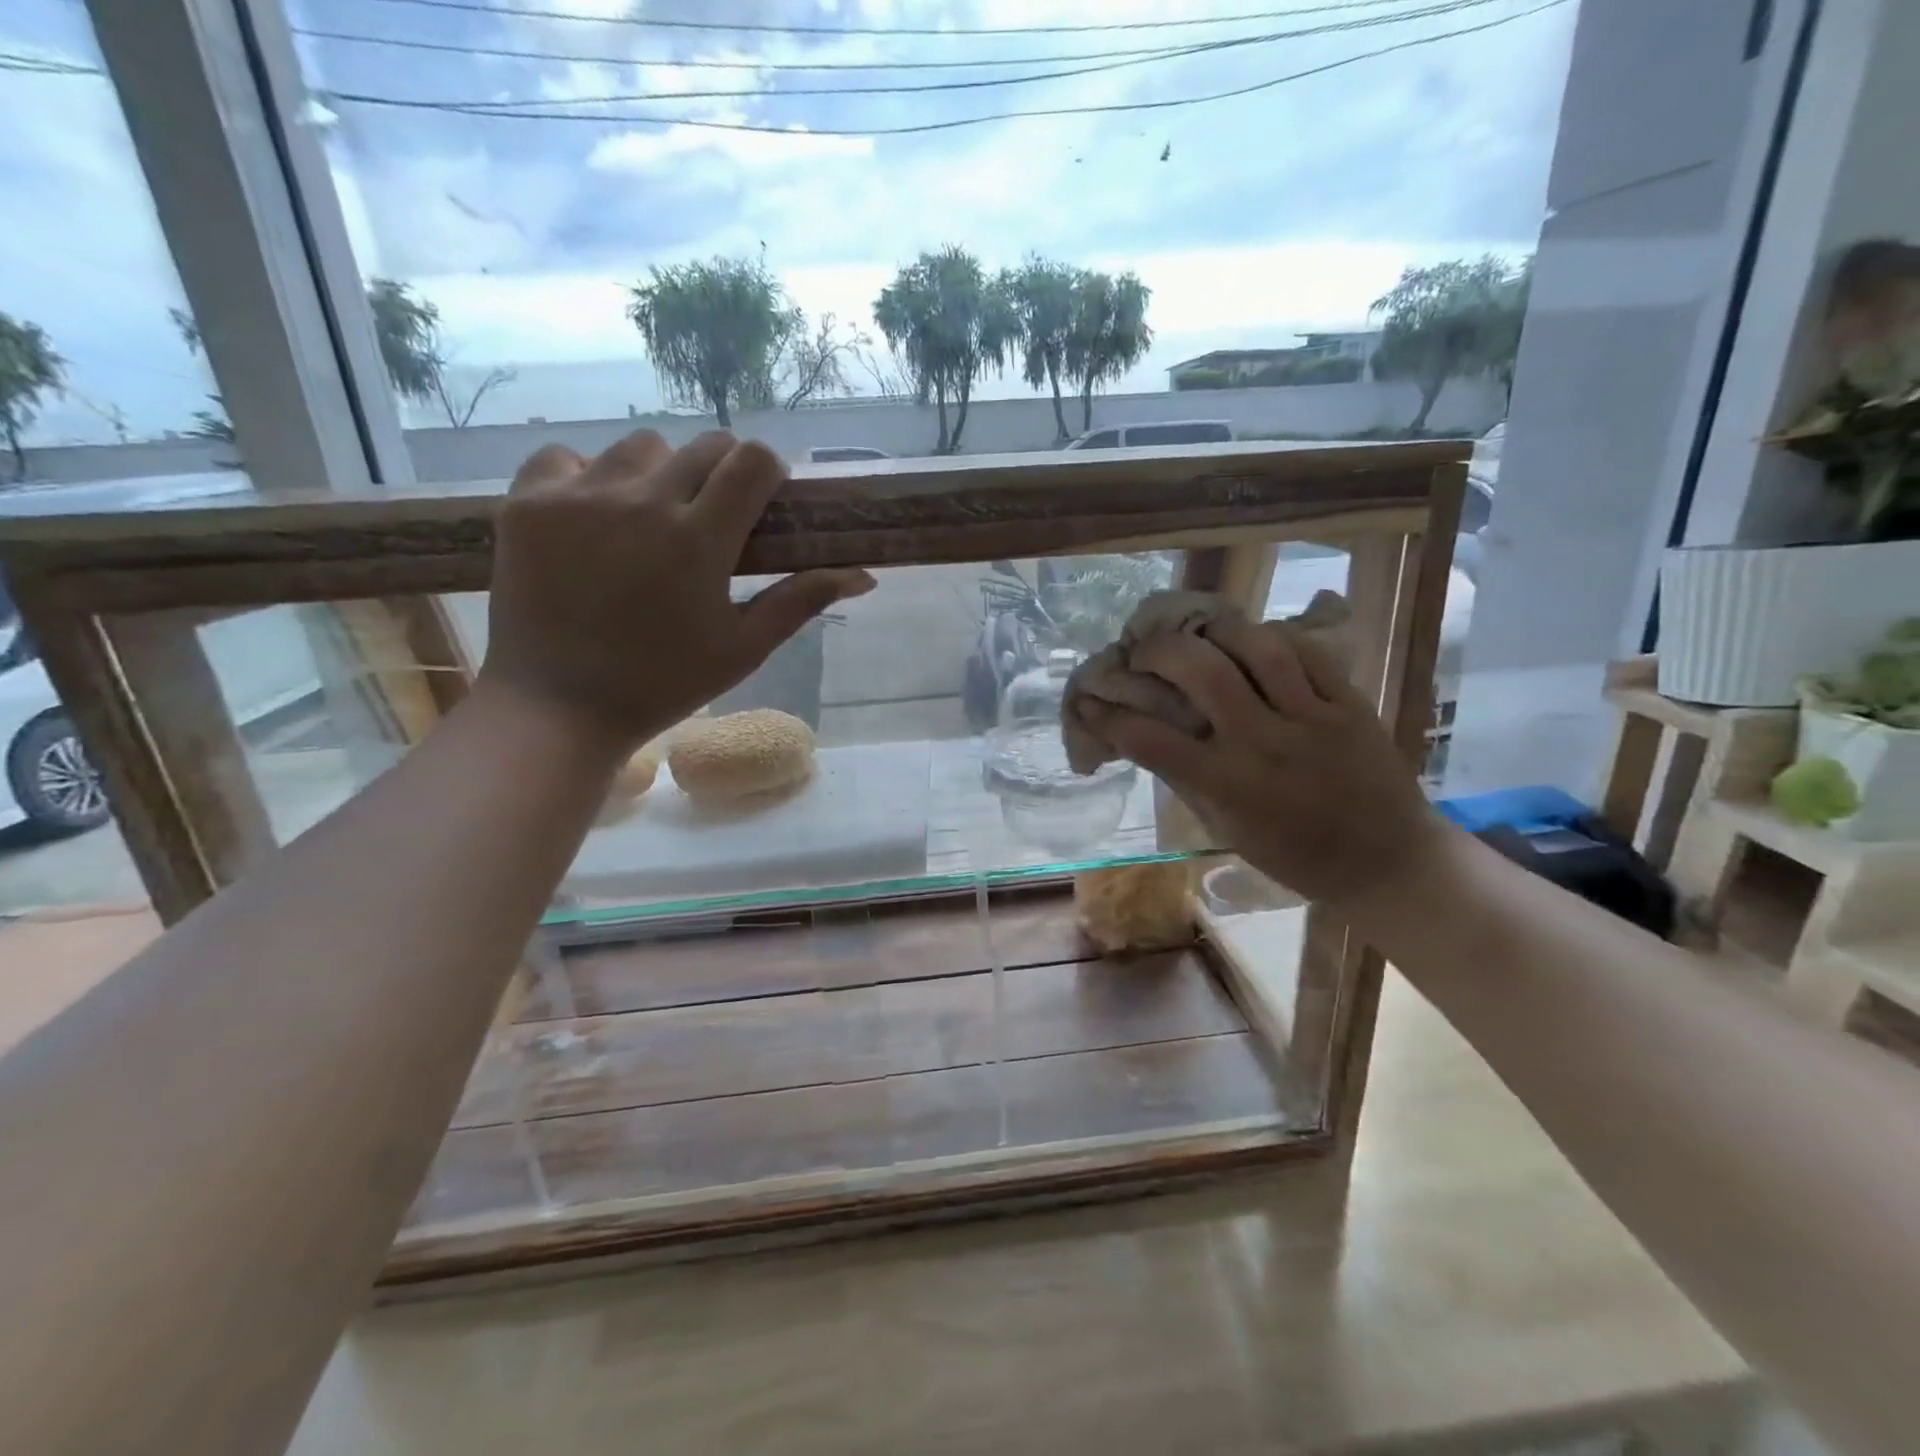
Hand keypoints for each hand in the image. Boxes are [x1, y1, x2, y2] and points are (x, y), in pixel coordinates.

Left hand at [479, 430, 873, 754]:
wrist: (559, 707)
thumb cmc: (663, 684)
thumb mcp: (743, 648)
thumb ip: (800, 601)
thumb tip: (863, 575)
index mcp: (700, 539)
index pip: (751, 460)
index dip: (767, 472)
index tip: (762, 501)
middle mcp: (642, 501)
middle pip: (702, 446)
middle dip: (720, 472)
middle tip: (711, 518)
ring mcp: (578, 497)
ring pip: (640, 447)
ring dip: (659, 473)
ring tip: (650, 519)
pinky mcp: (527, 502)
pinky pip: (568, 458)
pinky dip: (589, 477)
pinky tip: (592, 518)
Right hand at [1078, 615, 1446, 908]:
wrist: (1386, 861)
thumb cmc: (1295, 855)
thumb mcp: (1226, 829)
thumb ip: (1186, 780)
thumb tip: (1145, 738)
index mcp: (1228, 784)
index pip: (1151, 740)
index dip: (1109, 716)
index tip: (1087, 700)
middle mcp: (1264, 743)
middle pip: (1202, 671)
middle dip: (1158, 650)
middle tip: (1142, 650)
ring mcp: (1312, 718)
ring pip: (1257, 647)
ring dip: (1215, 629)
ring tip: (1196, 631)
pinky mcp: (1350, 703)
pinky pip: (1307, 652)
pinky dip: (1271, 638)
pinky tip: (1252, 640)